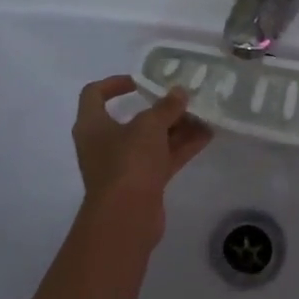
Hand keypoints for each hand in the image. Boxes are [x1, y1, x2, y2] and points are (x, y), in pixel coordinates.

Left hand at [72, 76, 211, 223]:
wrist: (126, 218)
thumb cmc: (128, 161)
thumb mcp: (149, 126)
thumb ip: (166, 107)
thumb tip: (179, 92)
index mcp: (92, 125)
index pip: (94, 94)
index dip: (114, 83)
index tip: (141, 80)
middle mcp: (104, 144)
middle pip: (131, 118)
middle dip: (160, 109)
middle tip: (183, 98)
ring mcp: (123, 166)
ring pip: (151, 140)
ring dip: (176, 128)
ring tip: (204, 115)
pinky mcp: (141, 183)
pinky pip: (162, 158)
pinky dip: (181, 147)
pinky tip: (206, 136)